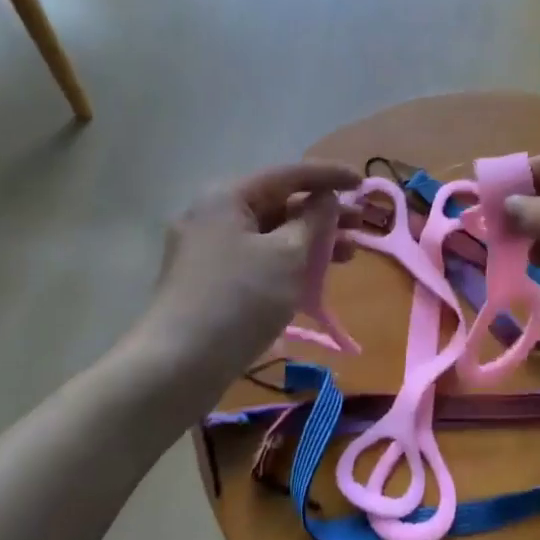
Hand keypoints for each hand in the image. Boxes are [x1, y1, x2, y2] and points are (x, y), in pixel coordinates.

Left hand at [134, 160, 361, 405]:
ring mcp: (206, 250)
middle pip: (279, 204)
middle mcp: (212, 214)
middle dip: (323, 215)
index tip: (363, 183)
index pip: (288, 174)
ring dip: (310, 242)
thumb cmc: (239, 300)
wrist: (177, 366)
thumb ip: (314, 220)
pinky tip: (313, 280)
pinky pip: (256, 258)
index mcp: (227, 197)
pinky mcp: (207, 281)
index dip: (330, 175)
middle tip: (361, 227)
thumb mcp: (287, 255)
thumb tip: (324, 199)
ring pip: (269, 235)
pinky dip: (287, 262)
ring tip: (348, 257)